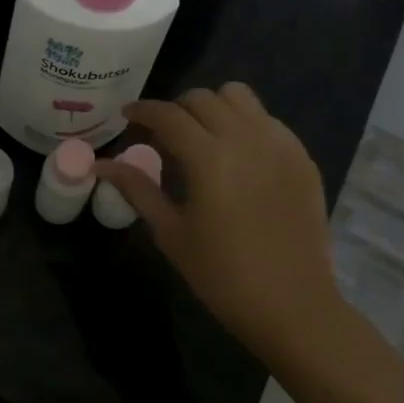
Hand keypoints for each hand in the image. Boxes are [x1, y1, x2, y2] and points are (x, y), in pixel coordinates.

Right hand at [95, 84, 346, 371]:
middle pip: (202, 98)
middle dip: (175, 109)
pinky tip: (238, 156)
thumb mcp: (171, 232)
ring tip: (202, 136)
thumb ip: (137, 188)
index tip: (127, 116)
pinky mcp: (302, 156)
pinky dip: (245, 123)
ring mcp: (280, 144)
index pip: (168, 114)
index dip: (142, 110)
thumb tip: (101, 164)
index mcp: (209, 157)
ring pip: (239, 96)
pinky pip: (267, 119)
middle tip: (163, 134)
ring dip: (213, 107)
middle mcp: (246, 138)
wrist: (293, 306)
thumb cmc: (222, 275)